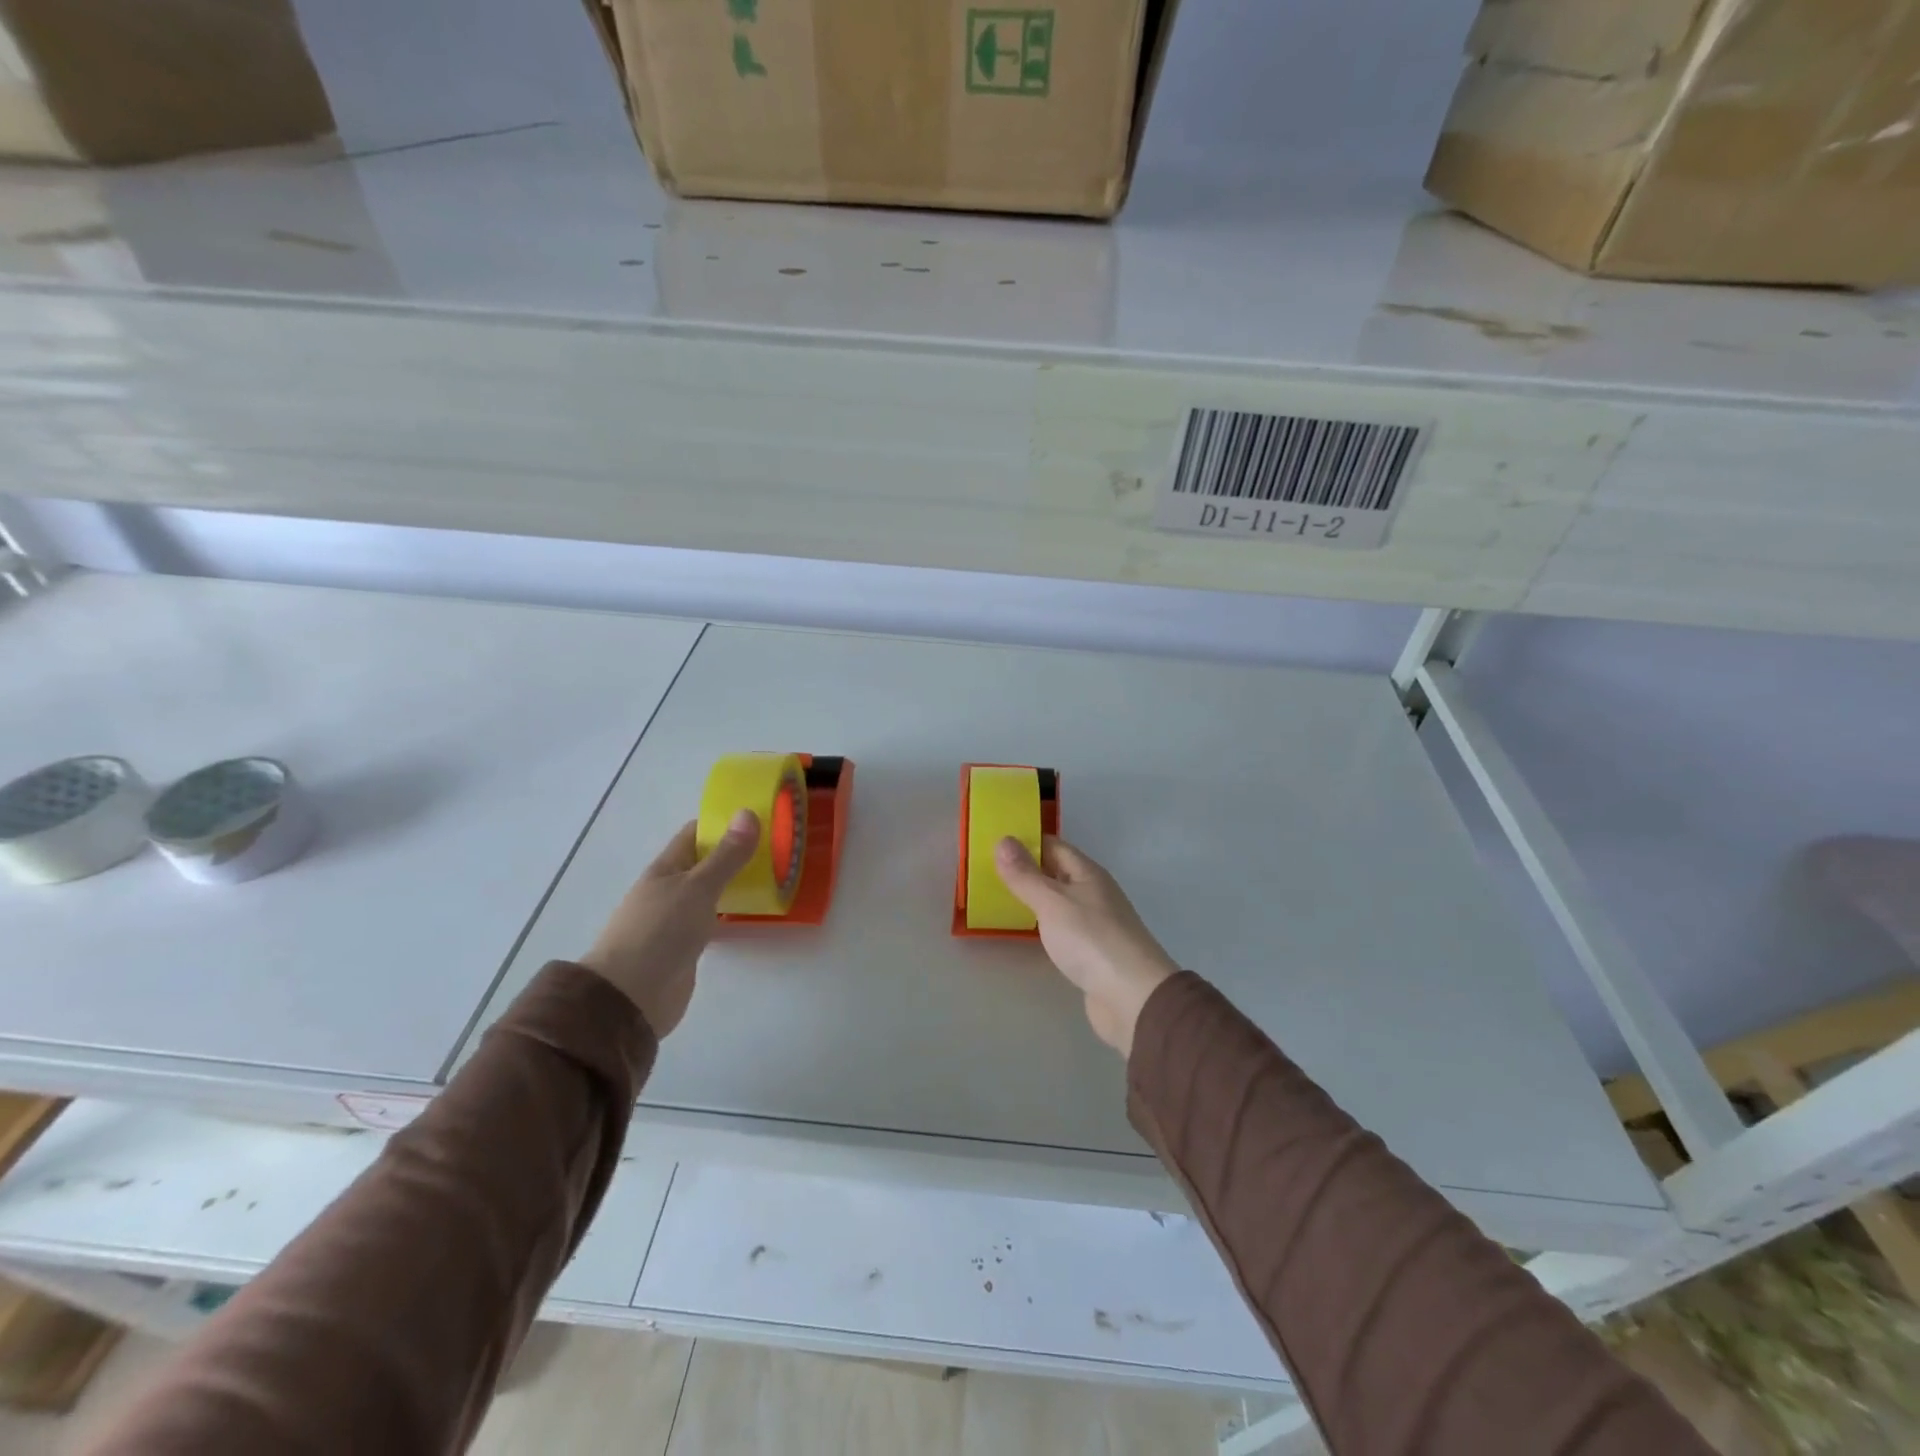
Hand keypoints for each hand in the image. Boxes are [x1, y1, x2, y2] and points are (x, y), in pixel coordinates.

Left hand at [578, 810, 759, 1037]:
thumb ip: (726, 855)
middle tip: (776, 847)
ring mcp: (676, 920)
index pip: (695, 834)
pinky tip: (754, 913)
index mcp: (666, 868)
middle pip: (705, 863)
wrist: (631, 997)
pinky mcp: (686, 947)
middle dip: (736, 853)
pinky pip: (713, 920)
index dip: (723, 823)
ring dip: (736, 883)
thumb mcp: (698, 887)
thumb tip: (748, 813)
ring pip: (711, 892)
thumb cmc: (660, 932)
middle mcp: (669, 889)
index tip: (759, 817)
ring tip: (774, 876)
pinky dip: (731, 913)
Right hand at [995, 835, 1178, 1057]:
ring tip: (998, 898)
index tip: (992, 842)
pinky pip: (1062, 927)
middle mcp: (1093, 892)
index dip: (1025, 841)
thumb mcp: (1052, 902)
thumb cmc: (1091, 940)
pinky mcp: (1092, 951)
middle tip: (986, 870)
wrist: (1133, 997)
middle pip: (1056, 872)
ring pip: (1059, 901)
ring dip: (1033, 898)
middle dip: (1026, 869)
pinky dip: (1043, 924)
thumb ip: (1025, 875)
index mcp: (1088, 873)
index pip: (1053, 846)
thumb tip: (1003, 839)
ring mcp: (1095, 923)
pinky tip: (1025, 931)